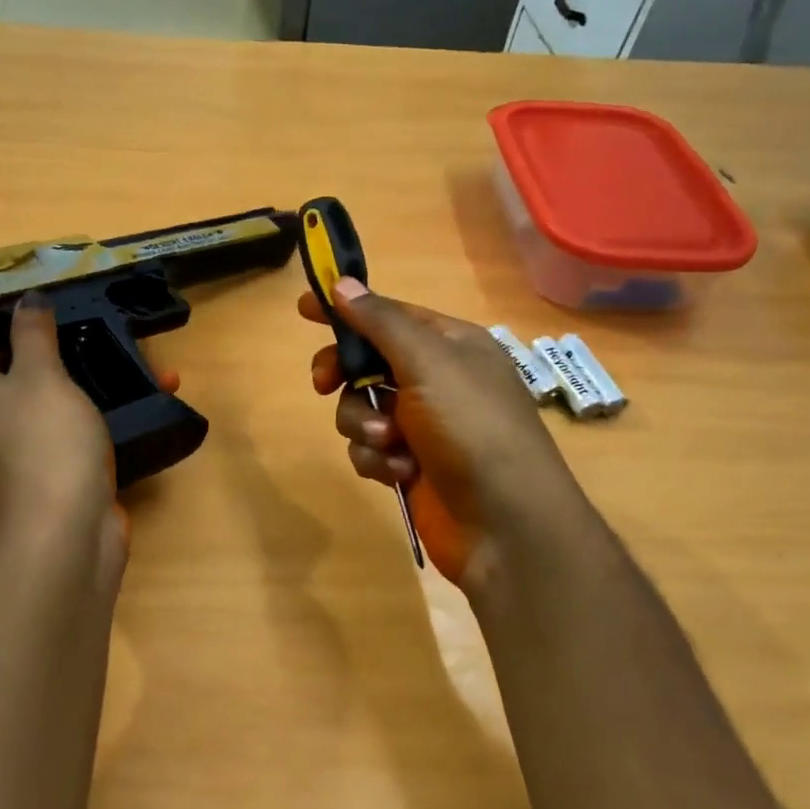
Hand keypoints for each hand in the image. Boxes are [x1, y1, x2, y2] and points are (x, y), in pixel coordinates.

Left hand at [0, 298, 178, 566]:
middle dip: (74, 363)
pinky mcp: (61, 480)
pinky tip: (149, 410)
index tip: (63, 325)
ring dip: (102, 393)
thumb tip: (25, 299)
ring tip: (148, 373)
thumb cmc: (46, 440)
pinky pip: (84, 441)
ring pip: (64, 411)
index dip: (21, 336)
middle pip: (31, 381)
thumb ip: (34, 334)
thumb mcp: (41, 374)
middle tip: (113, 344)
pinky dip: (111, 427)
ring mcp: (27, 458)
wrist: (65, 530)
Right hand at [302, 280, 578, 591]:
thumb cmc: (472, 428)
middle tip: (323, 382)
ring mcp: (422, 425)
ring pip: (361, 408)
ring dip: (365, 424)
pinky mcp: (409, 464)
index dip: (348, 309)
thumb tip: (343, 284)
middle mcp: (435, 380)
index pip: (389, 314)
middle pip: (367, 362)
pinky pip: (369, 448)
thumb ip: (381, 322)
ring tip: (392, 443)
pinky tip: (401, 472)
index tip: (304, 309)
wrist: (505, 523)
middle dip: (345, 375)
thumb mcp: (428, 363)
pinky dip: (378, 458)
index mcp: (450, 345)